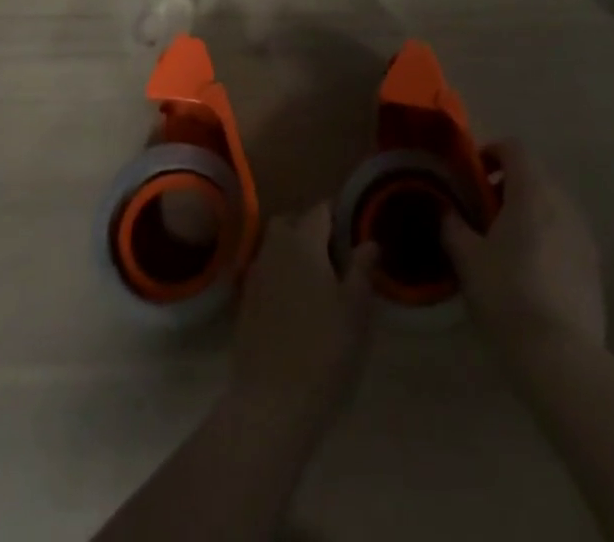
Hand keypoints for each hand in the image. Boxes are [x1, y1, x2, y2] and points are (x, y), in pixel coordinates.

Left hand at [230, 205, 377, 431]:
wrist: (271, 402)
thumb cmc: (323, 350)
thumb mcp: (355, 310)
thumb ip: (362, 270)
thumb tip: (369, 242)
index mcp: (303, 242)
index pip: (320, 210)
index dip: (337, 215)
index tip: (353, 229)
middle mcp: (274, 249)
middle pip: (289, 222)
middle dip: (308, 228)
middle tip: (333, 253)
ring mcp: (254, 276)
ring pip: (273, 247)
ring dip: (291, 251)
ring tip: (316, 279)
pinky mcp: (244, 303)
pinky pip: (264, 273)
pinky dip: (278, 275)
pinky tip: (294, 302)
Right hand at [442, 142, 604, 356]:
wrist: (561, 356)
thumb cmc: (507, 295)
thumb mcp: (467, 258)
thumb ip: (452, 225)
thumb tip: (445, 209)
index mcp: (531, 191)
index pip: (514, 148)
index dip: (491, 152)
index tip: (473, 175)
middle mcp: (563, 203)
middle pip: (534, 176)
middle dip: (508, 186)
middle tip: (484, 213)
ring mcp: (583, 235)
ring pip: (552, 206)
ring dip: (529, 212)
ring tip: (506, 244)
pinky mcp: (594, 266)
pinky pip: (566, 235)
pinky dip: (546, 238)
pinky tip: (530, 273)